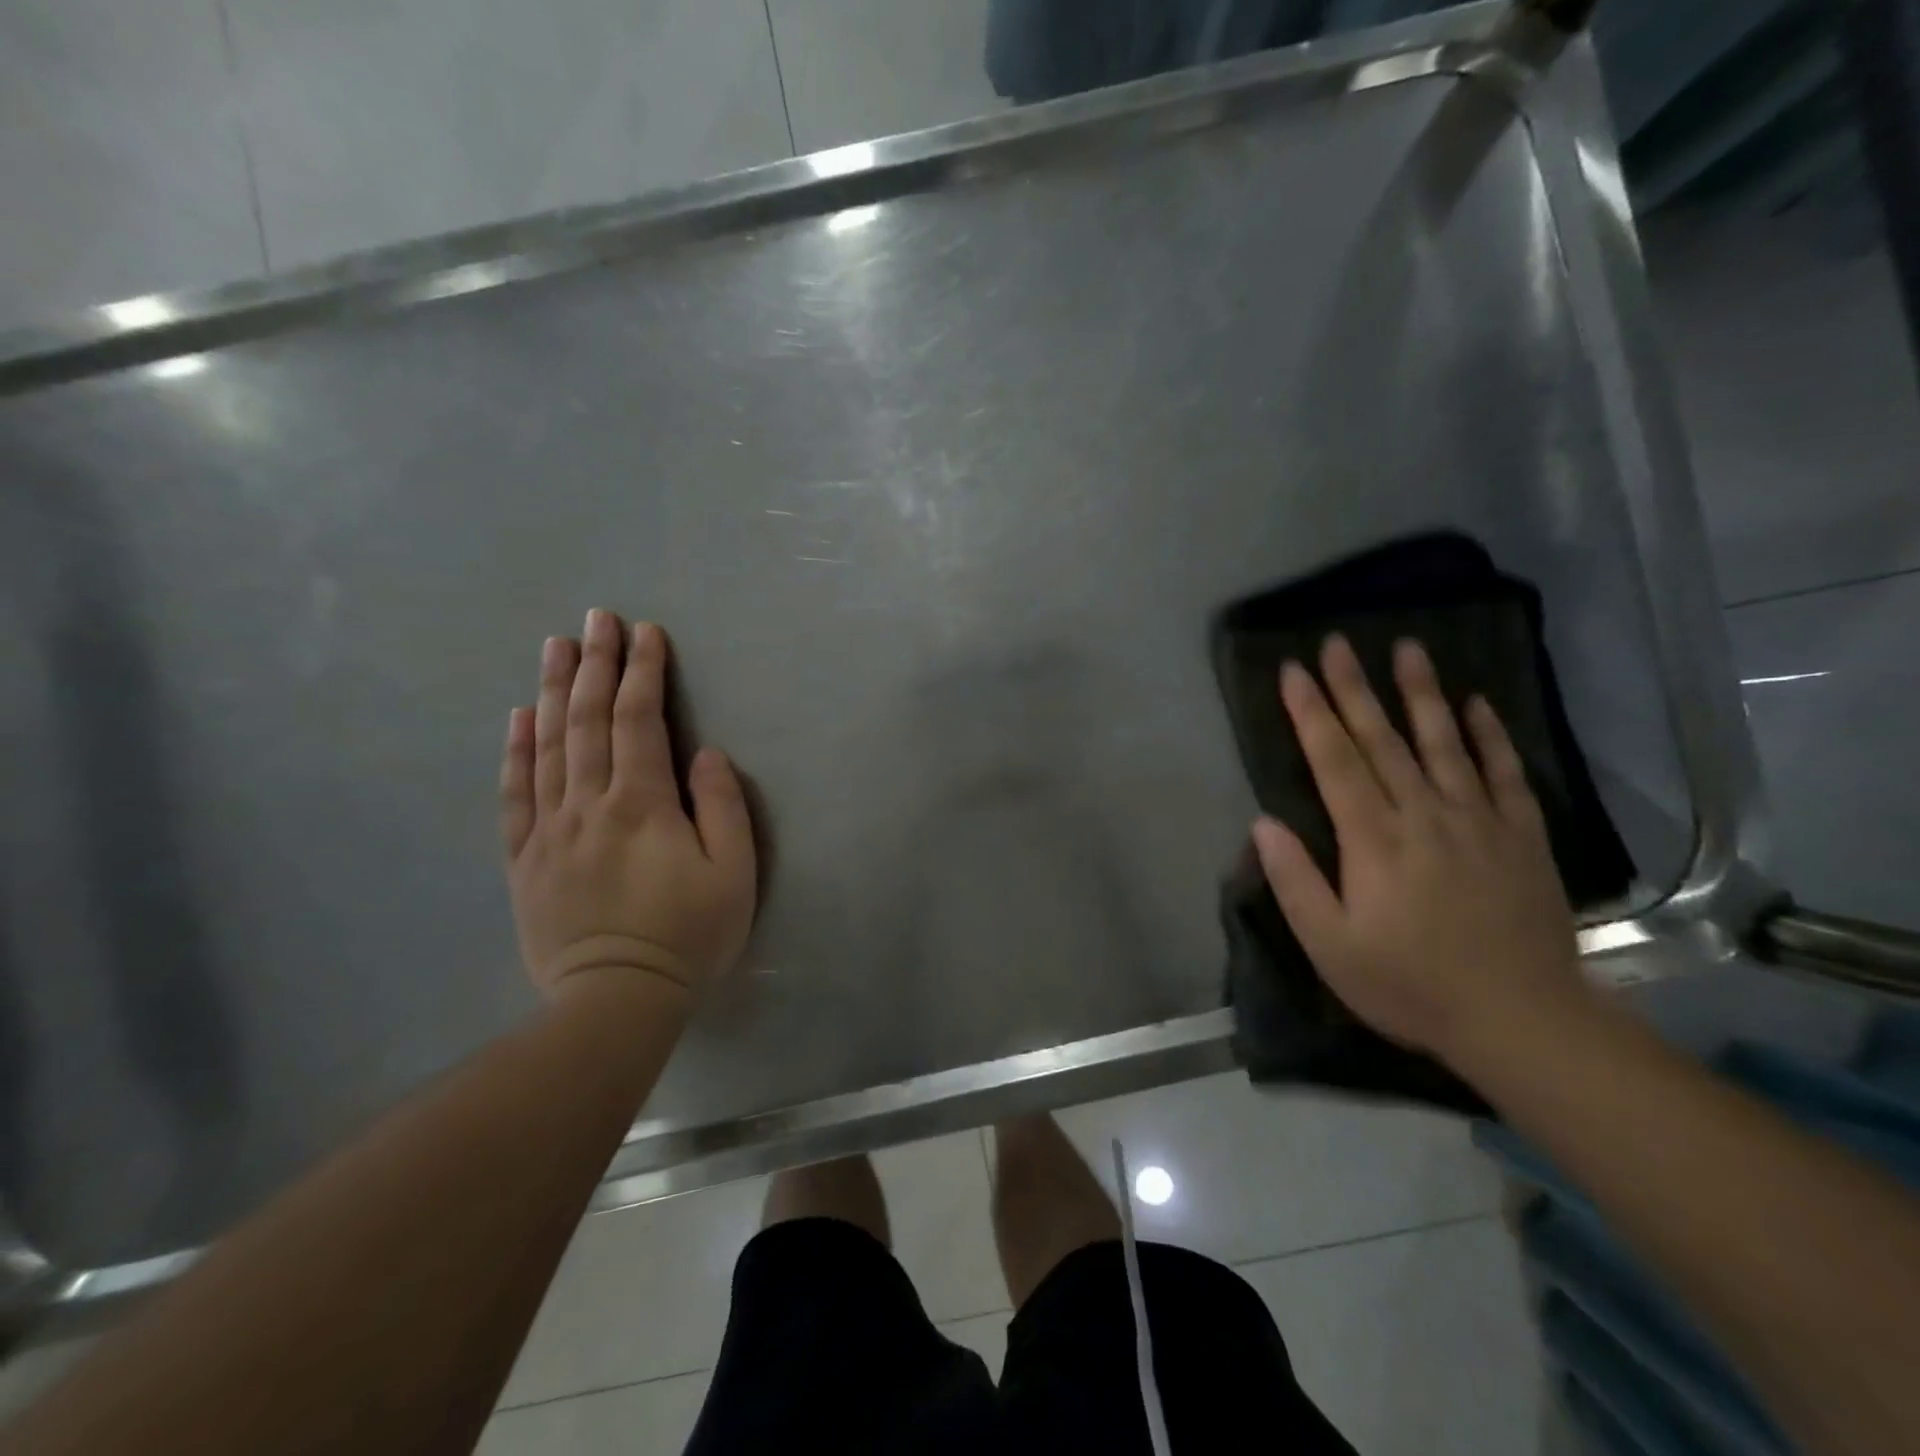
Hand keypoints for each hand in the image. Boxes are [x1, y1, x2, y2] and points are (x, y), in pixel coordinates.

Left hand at [501, 610, 755, 1003]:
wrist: (616, 1001)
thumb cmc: (688, 935)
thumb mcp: (734, 874)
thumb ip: (722, 806)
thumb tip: (704, 754)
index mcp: (642, 804)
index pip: (640, 721)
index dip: (644, 672)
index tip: (646, 632)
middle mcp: (589, 804)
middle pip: (590, 721)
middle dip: (597, 664)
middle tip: (597, 618)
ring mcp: (550, 830)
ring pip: (548, 745)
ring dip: (555, 691)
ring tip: (556, 647)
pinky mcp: (525, 859)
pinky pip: (515, 794)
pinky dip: (515, 750)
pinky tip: (518, 717)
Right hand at [1251, 635, 1588, 1067]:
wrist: (1521, 1019)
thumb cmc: (1410, 985)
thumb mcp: (1331, 946)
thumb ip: (1295, 881)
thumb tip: (1264, 823)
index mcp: (1373, 840)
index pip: (1334, 761)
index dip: (1311, 713)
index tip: (1294, 670)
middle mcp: (1423, 815)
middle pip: (1382, 739)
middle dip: (1354, 688)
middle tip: (1337, 642)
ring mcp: (1477, 821)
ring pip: (1443, 742)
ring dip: (1421, 693)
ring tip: (1407, 647)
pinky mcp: (1520, 835)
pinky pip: (1503, 773)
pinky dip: (1489, 735)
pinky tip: (1476, 704)